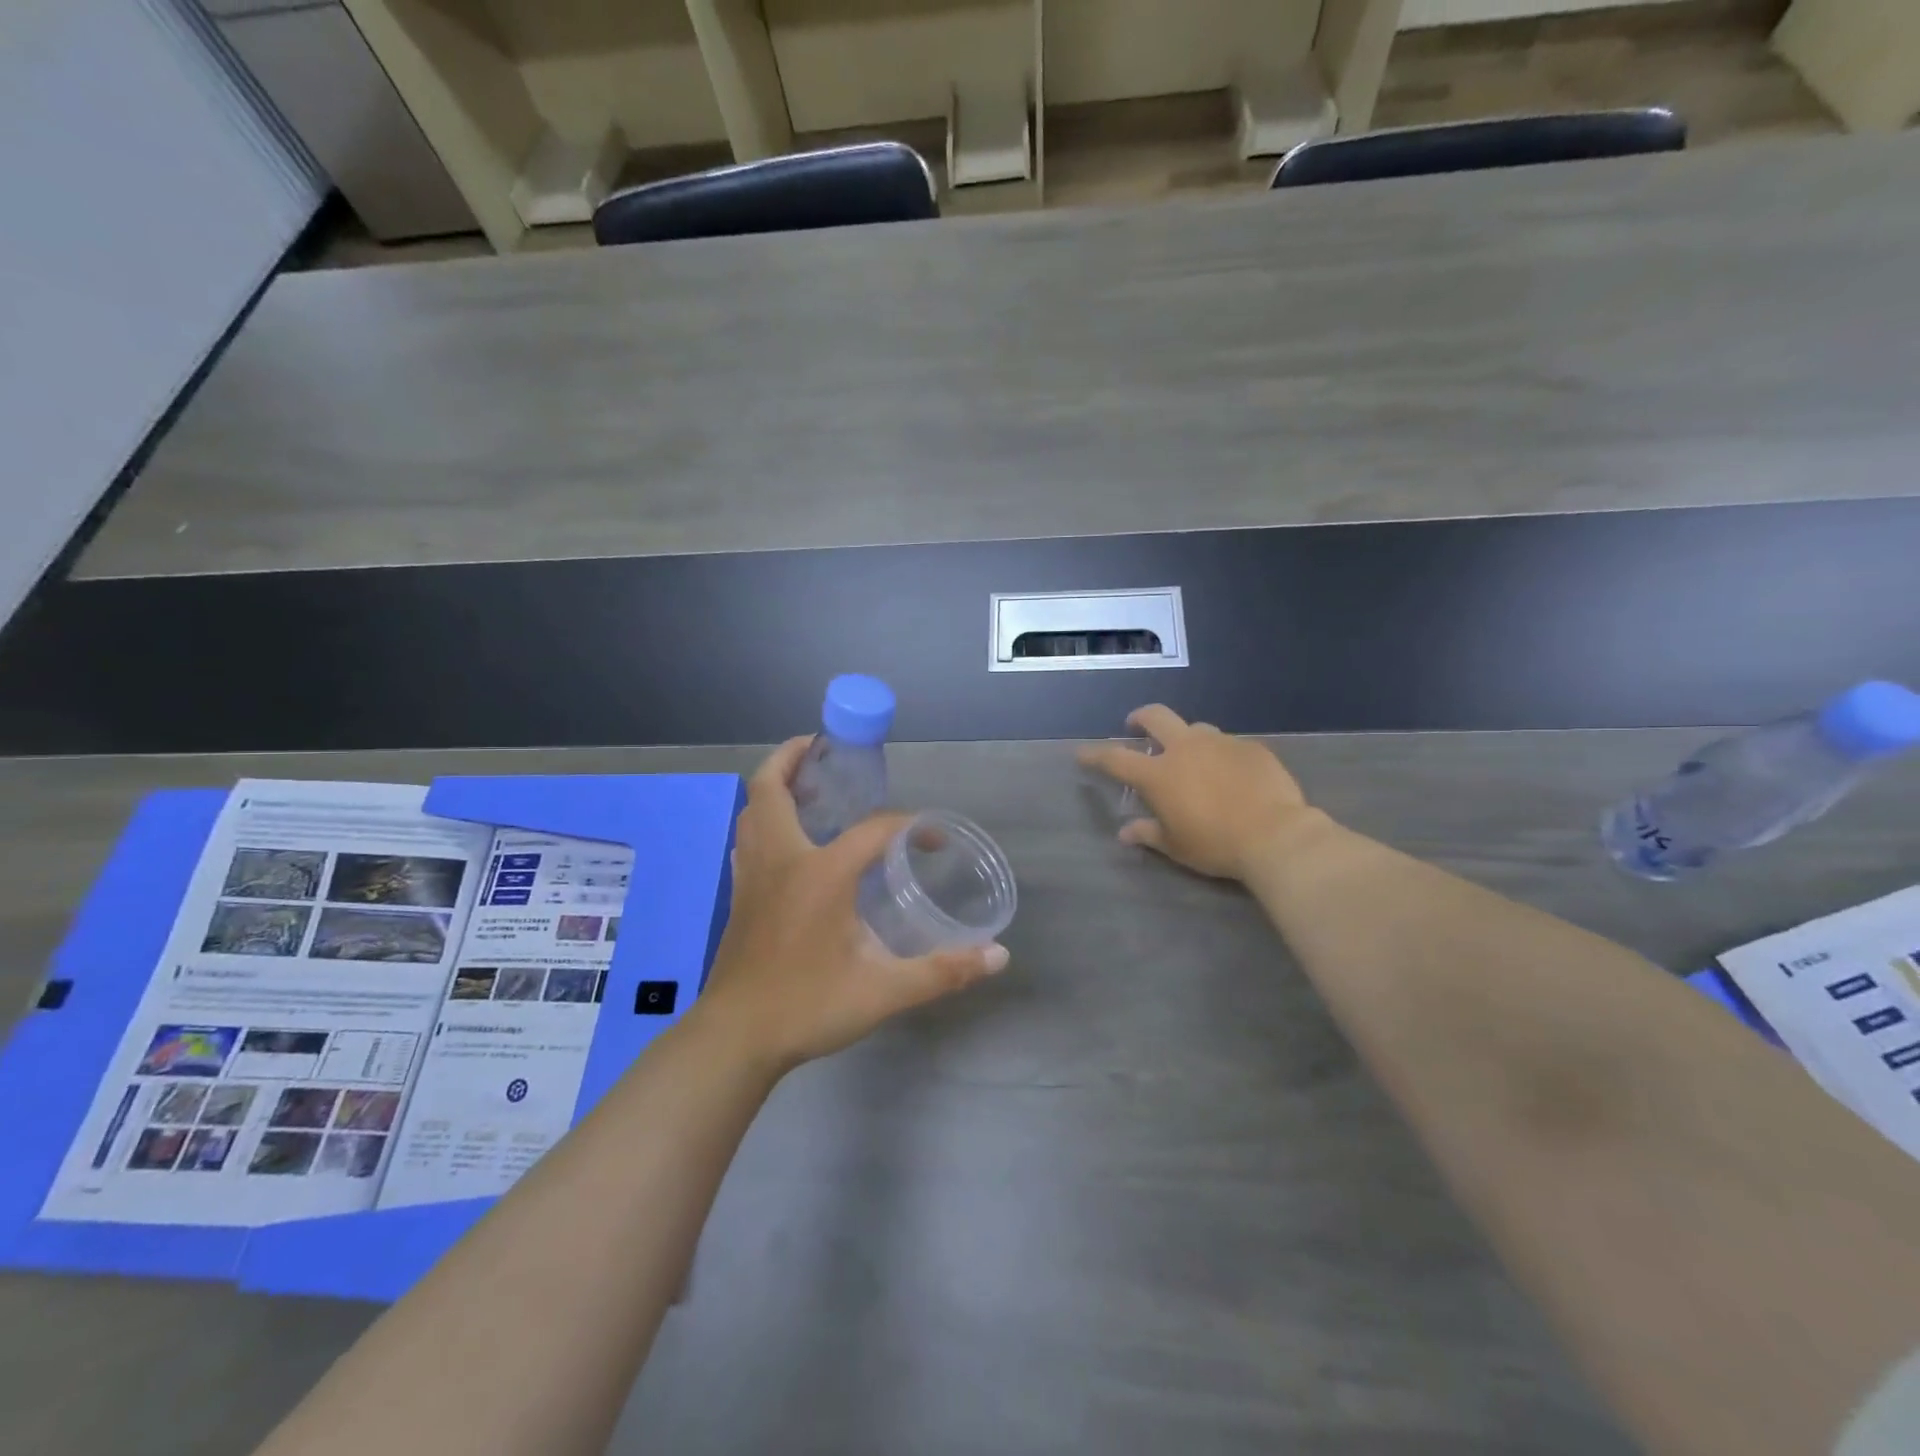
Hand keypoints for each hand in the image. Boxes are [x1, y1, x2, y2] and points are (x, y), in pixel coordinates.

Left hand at [694, 737, 1009, 1071]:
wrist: (735, 1039)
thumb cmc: (808, 1006)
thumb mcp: (884, 991)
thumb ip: (943, 971)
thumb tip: (998, 956)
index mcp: (820, 872)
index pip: (873, 829)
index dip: (909, 827)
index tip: (933, 841)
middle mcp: (781, 860)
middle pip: (773, 788)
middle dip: (794, 758)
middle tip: (824, 750)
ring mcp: (753, 876)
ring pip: (752, 811)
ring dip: (776, 787)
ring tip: (808, 787)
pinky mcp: (740, 896)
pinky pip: (748, 838)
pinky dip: (764, 819)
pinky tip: (788, 840)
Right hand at [1077, 705, 1321, 880]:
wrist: (1276, 835)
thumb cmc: (1216, 845)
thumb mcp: (1176, 846)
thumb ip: (1148, 833)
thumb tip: (1126, 833)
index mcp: (1159, 774)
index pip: (1116, 758)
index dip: (1095, 755)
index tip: (1083, 754)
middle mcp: (1185, 749)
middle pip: (1156, 717)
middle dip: (1141, 718)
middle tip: (1136, 725)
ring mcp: (1221, 743)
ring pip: (1196, 729)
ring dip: (1186, 738)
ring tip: (1192, 757)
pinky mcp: (1251, 748)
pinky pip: (1229, 745)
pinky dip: (1221, 756)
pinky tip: (1231, 775)